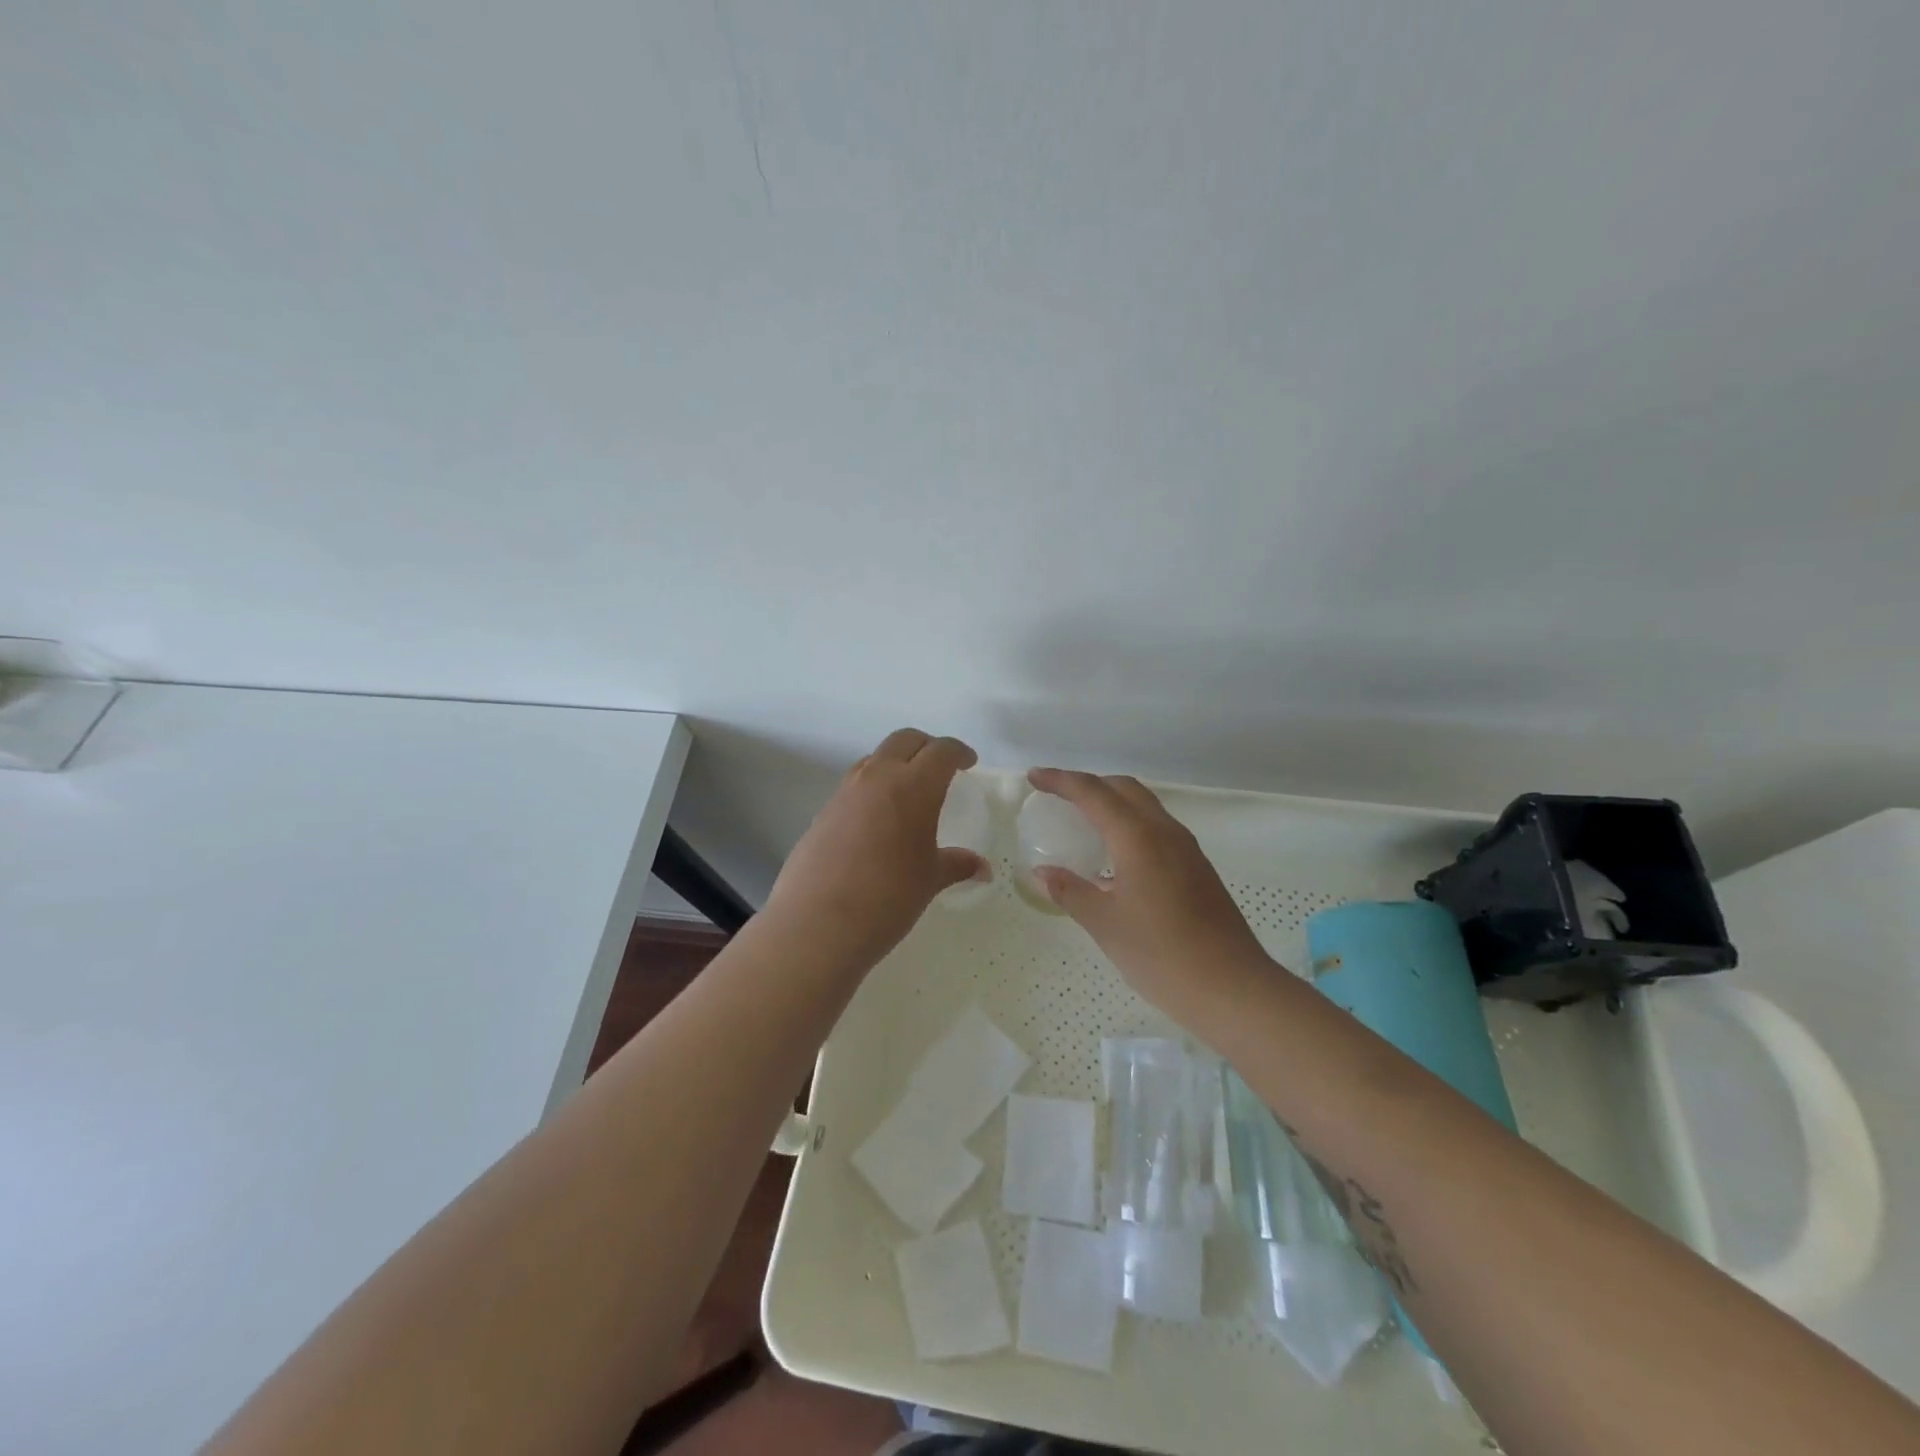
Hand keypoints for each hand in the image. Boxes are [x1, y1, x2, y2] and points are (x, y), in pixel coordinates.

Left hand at [765, 729, 989, 967]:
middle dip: (927, 746)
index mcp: (913, 786)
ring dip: (895, 763)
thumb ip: (956, 865)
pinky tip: (878, 821)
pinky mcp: (824, 811)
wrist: (817, 923)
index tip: (968, 763)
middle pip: (904, 740)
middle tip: (941, 767)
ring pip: (875, 759)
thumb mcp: (929, 880)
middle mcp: (877, 778)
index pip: (941, 751)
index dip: (958, 752)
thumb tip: (981, 868)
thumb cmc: (888, 898)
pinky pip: (854, 785)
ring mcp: (845, 792)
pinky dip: (872, 788)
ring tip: (908, 791)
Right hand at [1027, 768, 1270, 1022]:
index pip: (1093, 793)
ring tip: (1083, 821)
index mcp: (1139, 837)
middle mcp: (1165, 831)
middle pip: (1123, 788)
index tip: (1034, 777)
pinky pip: (1157, 828)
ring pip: (1144, 806)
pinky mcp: (1197, 868)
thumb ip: (1071, 891)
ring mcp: (1186, 849)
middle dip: (1088, 784)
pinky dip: (1130, 824)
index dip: (1061, 781)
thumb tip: (1042, 872)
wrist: (1232, 988)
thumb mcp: (1105, 924)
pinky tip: (1115, 857)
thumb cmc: (1162, 954)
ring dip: (1112, 802)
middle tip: (1058, 796)